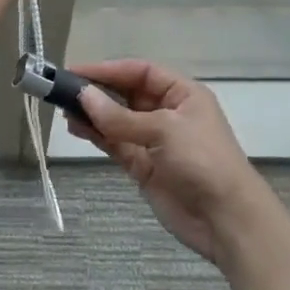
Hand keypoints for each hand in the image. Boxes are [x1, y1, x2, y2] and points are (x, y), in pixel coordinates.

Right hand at [65, 60, 271, 267]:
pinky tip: (76, 129)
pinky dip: (96, 135)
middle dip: (97, 91)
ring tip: (64, 110)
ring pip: (116, 119)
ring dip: (92, 114)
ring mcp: (153, 140)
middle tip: (63, 91)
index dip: (108, 69)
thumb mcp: (164, 130)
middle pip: (126, 94)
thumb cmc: (203, 160)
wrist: (226, 219)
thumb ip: (120, 116)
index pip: (140, 71)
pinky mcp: (143, 166)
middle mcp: (167, 112)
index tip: (75, 71)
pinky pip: (115, 143)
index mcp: (181, 94)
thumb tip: (83, 97)